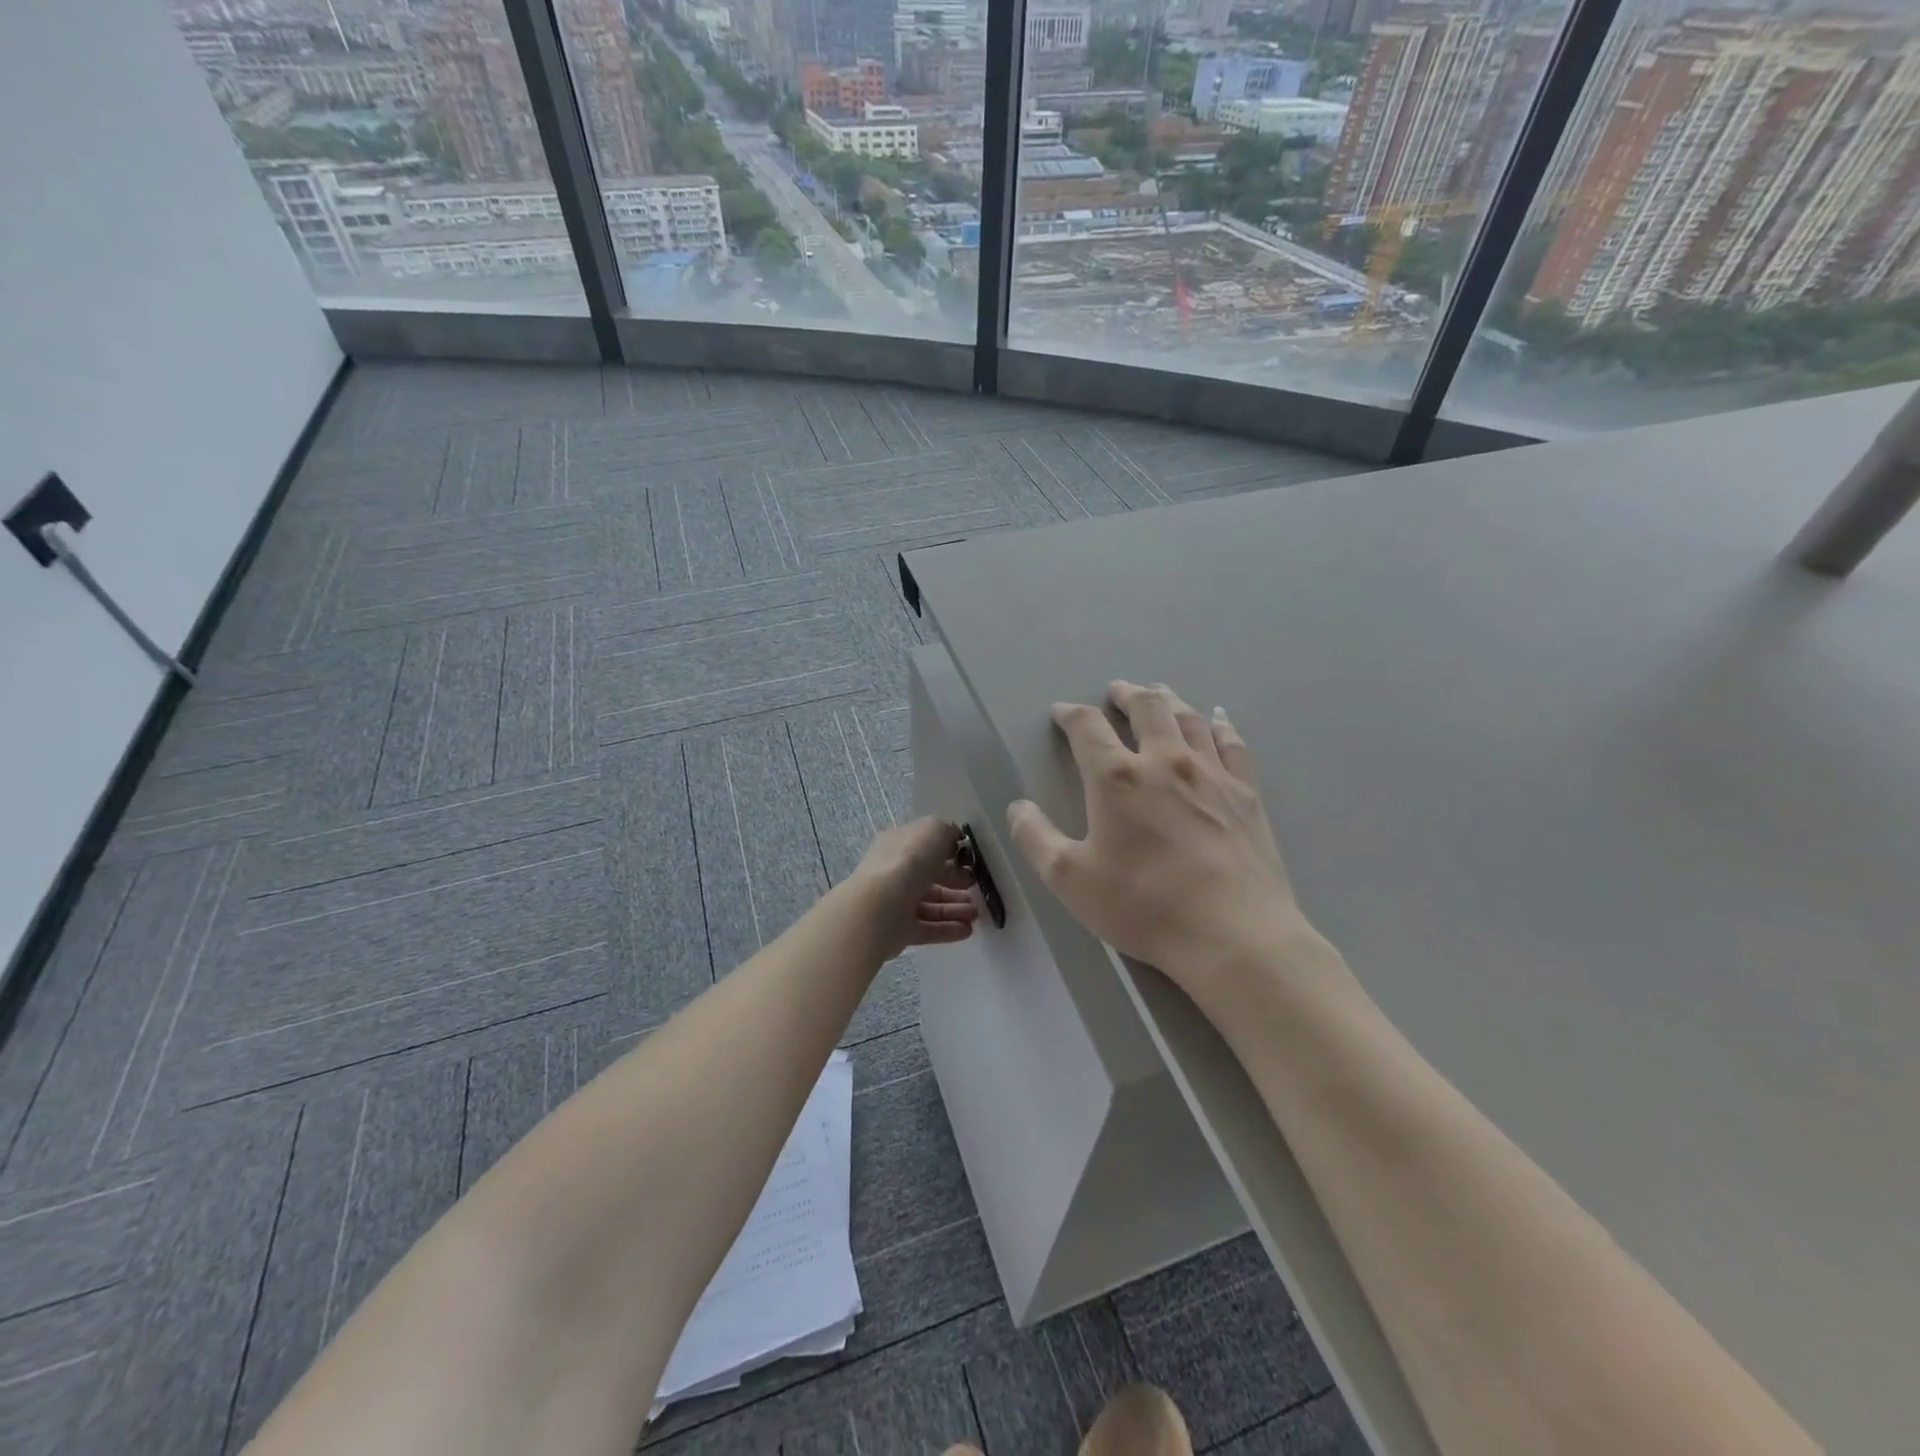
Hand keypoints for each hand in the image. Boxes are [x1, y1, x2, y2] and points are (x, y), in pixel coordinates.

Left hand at [846, 817, 979, 961]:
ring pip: (930, 904)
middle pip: (929, 877)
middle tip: (976, 888)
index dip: (949, 853)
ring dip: (955, 908)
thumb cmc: (909, 861)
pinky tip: (968, 931)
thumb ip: (946, 831)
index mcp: (898, 845)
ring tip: (976, 914)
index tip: (970, 861)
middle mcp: (894, 872)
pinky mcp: (899, 930)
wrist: (880, 907)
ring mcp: (895, 903)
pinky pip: (928, 928)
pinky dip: (948, 929)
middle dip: (956, 883)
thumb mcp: (933, 830)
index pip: (924, 847)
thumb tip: (953, 838)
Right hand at [1007, 681, 1326, 1006]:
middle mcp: (1165, 761)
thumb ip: (1035, 838)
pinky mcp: (1246, 793)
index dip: (1070, 714)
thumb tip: (1017, 807)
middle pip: (1146, 707)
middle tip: (1116, 691)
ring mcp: (1211, 773)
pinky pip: (1232, 743)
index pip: (1087, 727)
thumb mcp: (1069, 879)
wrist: (1233, 934)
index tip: (1061, 712)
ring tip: (1159, 694)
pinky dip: (1220, 725)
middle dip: (1126, 694)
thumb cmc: (1143, 906)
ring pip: (1188, 718)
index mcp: (1117, 778)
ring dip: (1168, 700)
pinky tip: (1216, 719)